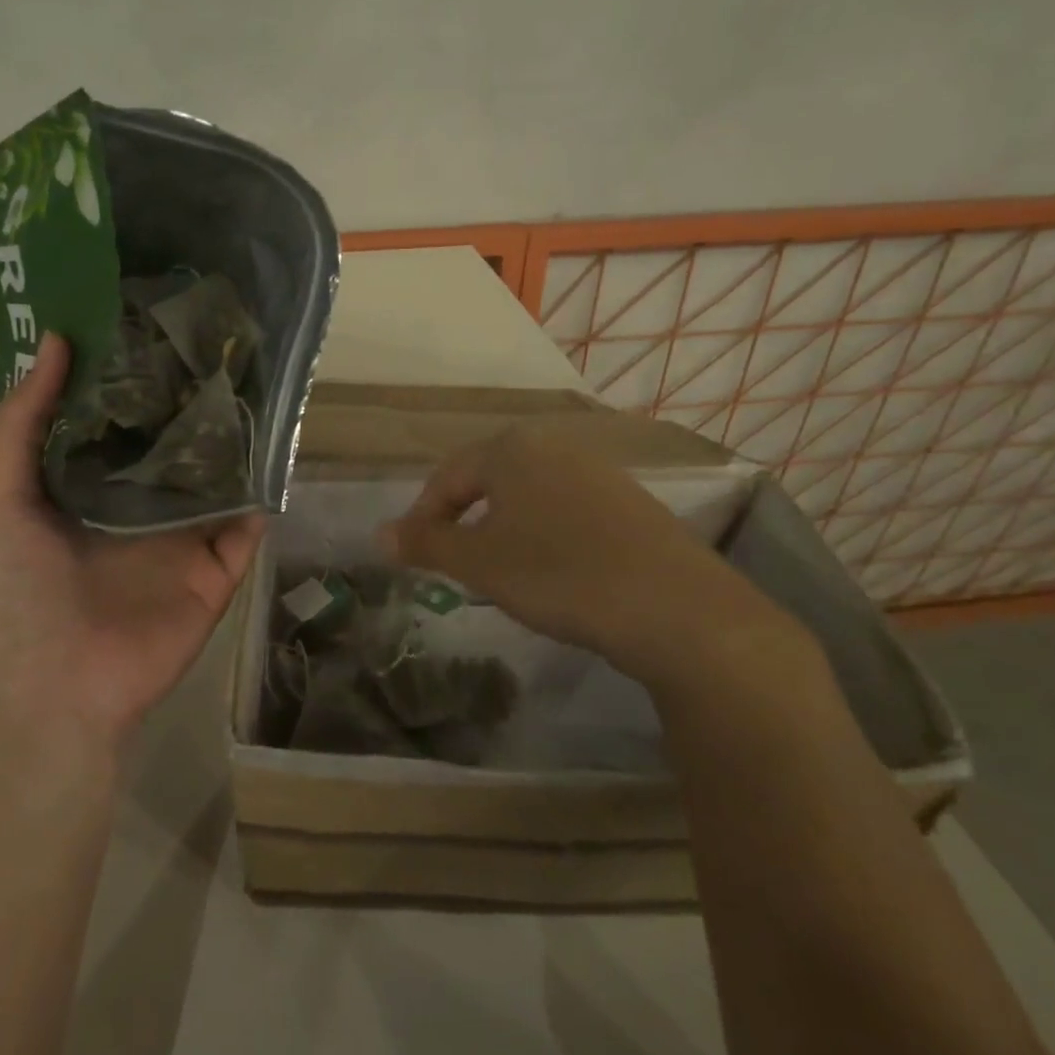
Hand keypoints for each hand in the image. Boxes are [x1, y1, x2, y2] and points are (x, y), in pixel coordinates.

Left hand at [0, 334, 263, 746]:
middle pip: (175, 444)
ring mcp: (183, 538)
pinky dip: (264, 490)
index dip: (134, 376)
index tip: (154, 323)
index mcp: (88, 488)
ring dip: (235, 438)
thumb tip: (57, 341)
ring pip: (219, 477)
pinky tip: (277, 443)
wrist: (56, 689)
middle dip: (192, 400)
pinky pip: (248, 523)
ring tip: (255, 378)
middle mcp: (140, 506)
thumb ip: (23, 421)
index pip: (119, 421)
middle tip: (216, 340)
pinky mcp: (218, 569)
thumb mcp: (1, 496)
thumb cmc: (17, 590)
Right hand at [380, 416, 812, 695]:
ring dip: (500, 527)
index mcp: (512, 448)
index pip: (447, 477)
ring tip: (494, 568)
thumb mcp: (479, 562)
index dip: (421, 516)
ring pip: (527, 495)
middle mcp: (555, 446)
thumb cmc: (558, 574)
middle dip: (461, 518)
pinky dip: (541, 534)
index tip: (410, 555)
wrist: (675, 607)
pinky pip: (564, 510)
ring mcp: (598, 472)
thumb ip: (426, 544)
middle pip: (487, 479)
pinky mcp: (630, 502)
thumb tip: (378, 534)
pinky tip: (551, 570)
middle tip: (448, 561)